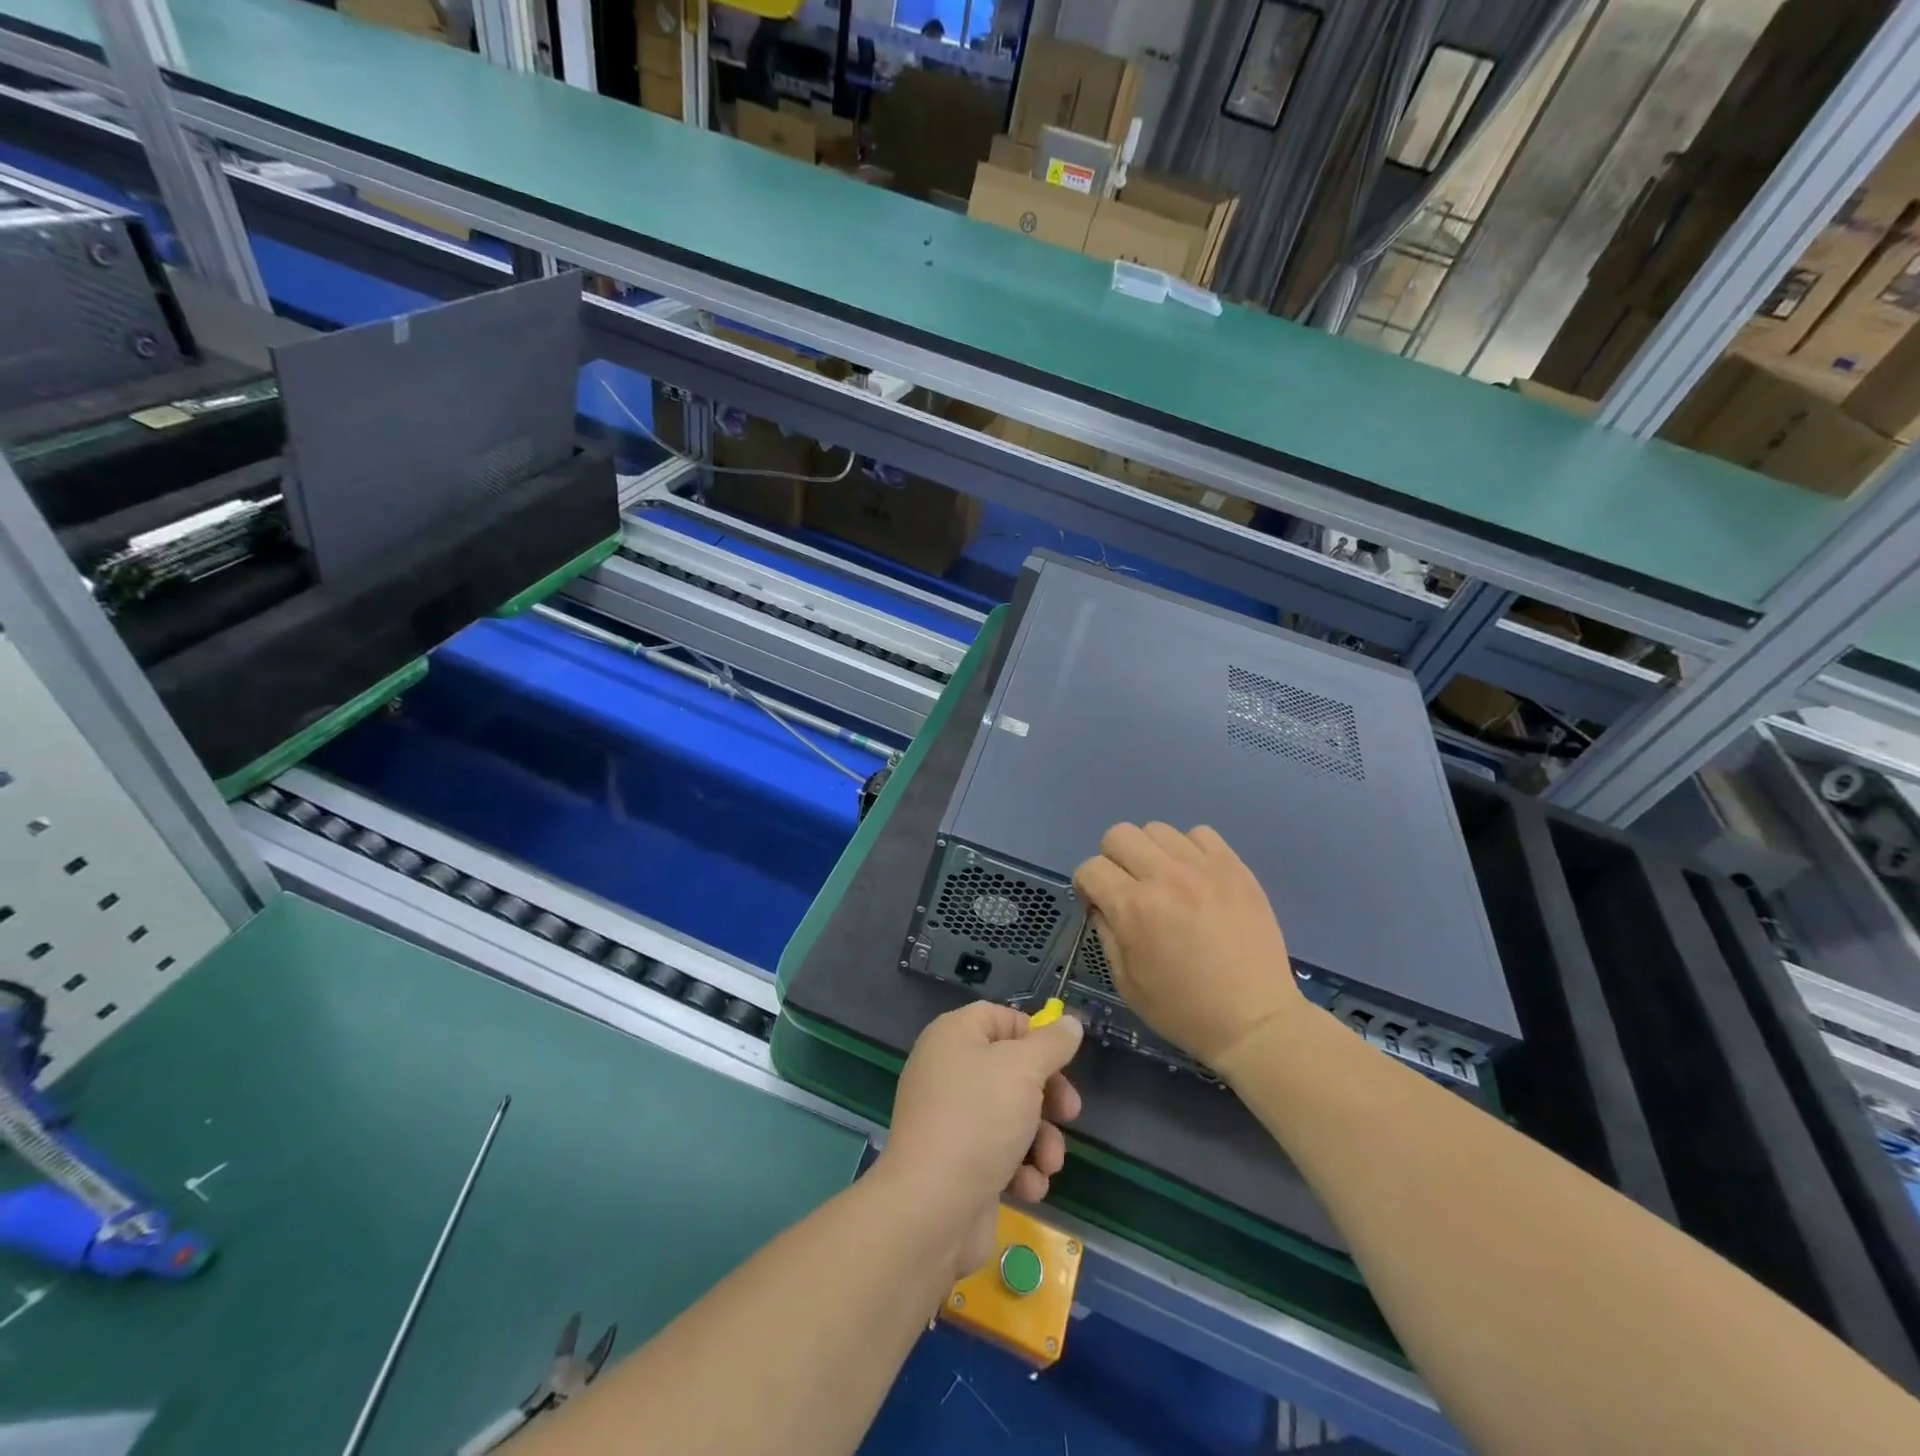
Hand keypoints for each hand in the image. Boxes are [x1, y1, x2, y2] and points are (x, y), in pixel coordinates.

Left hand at [874, 1002, 1082, 1278]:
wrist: (931, 1209)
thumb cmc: (978, 1119)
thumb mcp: (1023, 1069)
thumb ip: (1051, 1044)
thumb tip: (1070, 1022)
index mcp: (953, 1036)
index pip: (999, 1018)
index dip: (1033, 1035)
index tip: (1062, 1058)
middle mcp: (948, 1072)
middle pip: (1011, 1069)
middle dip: (1047, 1095)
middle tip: (1070, 1113)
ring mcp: (951, 1120)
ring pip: (1013, 1116)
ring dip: (1041, 1140)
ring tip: (1049, 1162)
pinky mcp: (958, 1164)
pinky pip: (999, 1154)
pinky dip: (1019, 1169)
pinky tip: (1026, 1187)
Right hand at [1073, 822, 1305, 1074]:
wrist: (1254, 1020)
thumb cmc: (1184, 1010)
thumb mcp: (1126, 982)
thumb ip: (1106, 933)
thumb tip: (1102, 903)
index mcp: (1133, 908)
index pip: (1091, 867)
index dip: (1087, 885)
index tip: (1098, 903)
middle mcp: (1165, 877)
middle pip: (1119, 835)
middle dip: (1113, 860)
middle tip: (1128, 887)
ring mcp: (1203, 868)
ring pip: (1157, 829)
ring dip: (1151, 852)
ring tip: (1165, 881)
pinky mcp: (1234, 867)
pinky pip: (1200, 834)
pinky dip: (1189, 849)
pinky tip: (1195, 876)